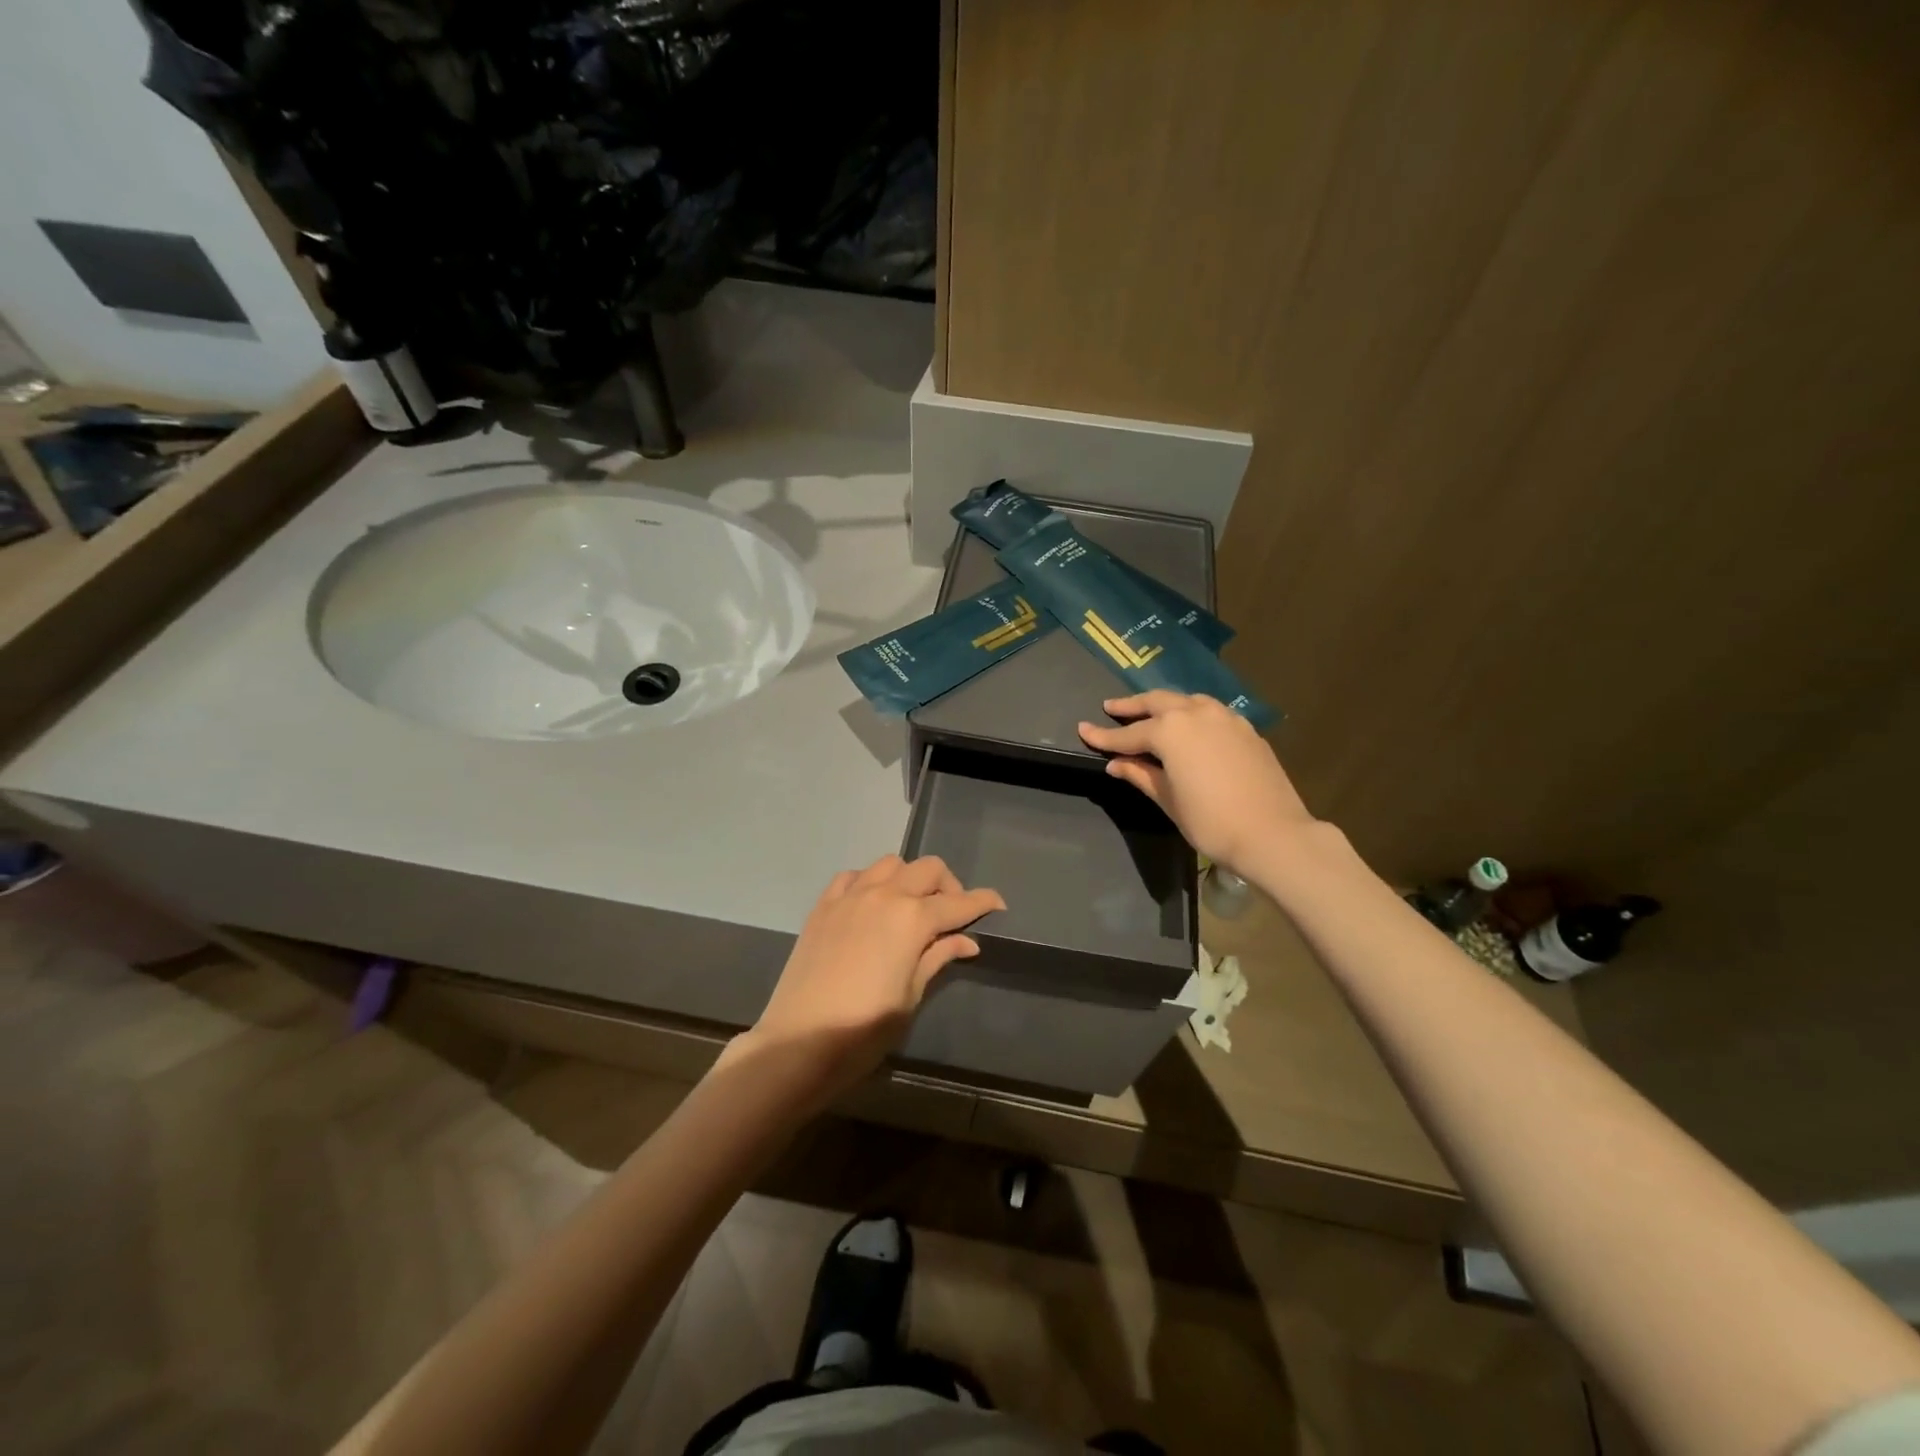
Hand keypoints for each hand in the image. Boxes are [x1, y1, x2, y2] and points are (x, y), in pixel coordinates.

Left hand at [738, 855, 1003, 1101]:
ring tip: (911, 907)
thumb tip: (967, 941)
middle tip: (952, 914)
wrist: (798, 1042)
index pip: (959, 903)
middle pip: (928, 869)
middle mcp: (884, 895)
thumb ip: (937, 957)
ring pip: (891, 864)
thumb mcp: (910, 996)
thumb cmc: (864, 1029)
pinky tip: (871, 905)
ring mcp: (850, 896)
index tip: (998, 905)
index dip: (983, 902)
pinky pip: (853, 876)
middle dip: (949, 886)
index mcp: (912, 919)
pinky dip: (870, 882)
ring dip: (909, 878)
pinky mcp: (823, 905)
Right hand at [1079, 691, 1313, 871]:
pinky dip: (1191, 713)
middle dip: (1131, 706)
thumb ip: (1140, 775)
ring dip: (1164, 704)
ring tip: (1149, 712)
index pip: (1128, 733)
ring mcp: (1225, 717)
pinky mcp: (1246, 729)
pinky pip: (1210, 711)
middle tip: (1111, 708)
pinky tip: (1189, 726)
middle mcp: (1196, 713)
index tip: (1083, 730)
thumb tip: (1116, 763)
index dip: (1103, 735)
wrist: (1273, 834)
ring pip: (1186, 701)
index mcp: (1170, 730)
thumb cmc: (1211, 822)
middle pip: (1156, 703)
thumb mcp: (1168, 800)